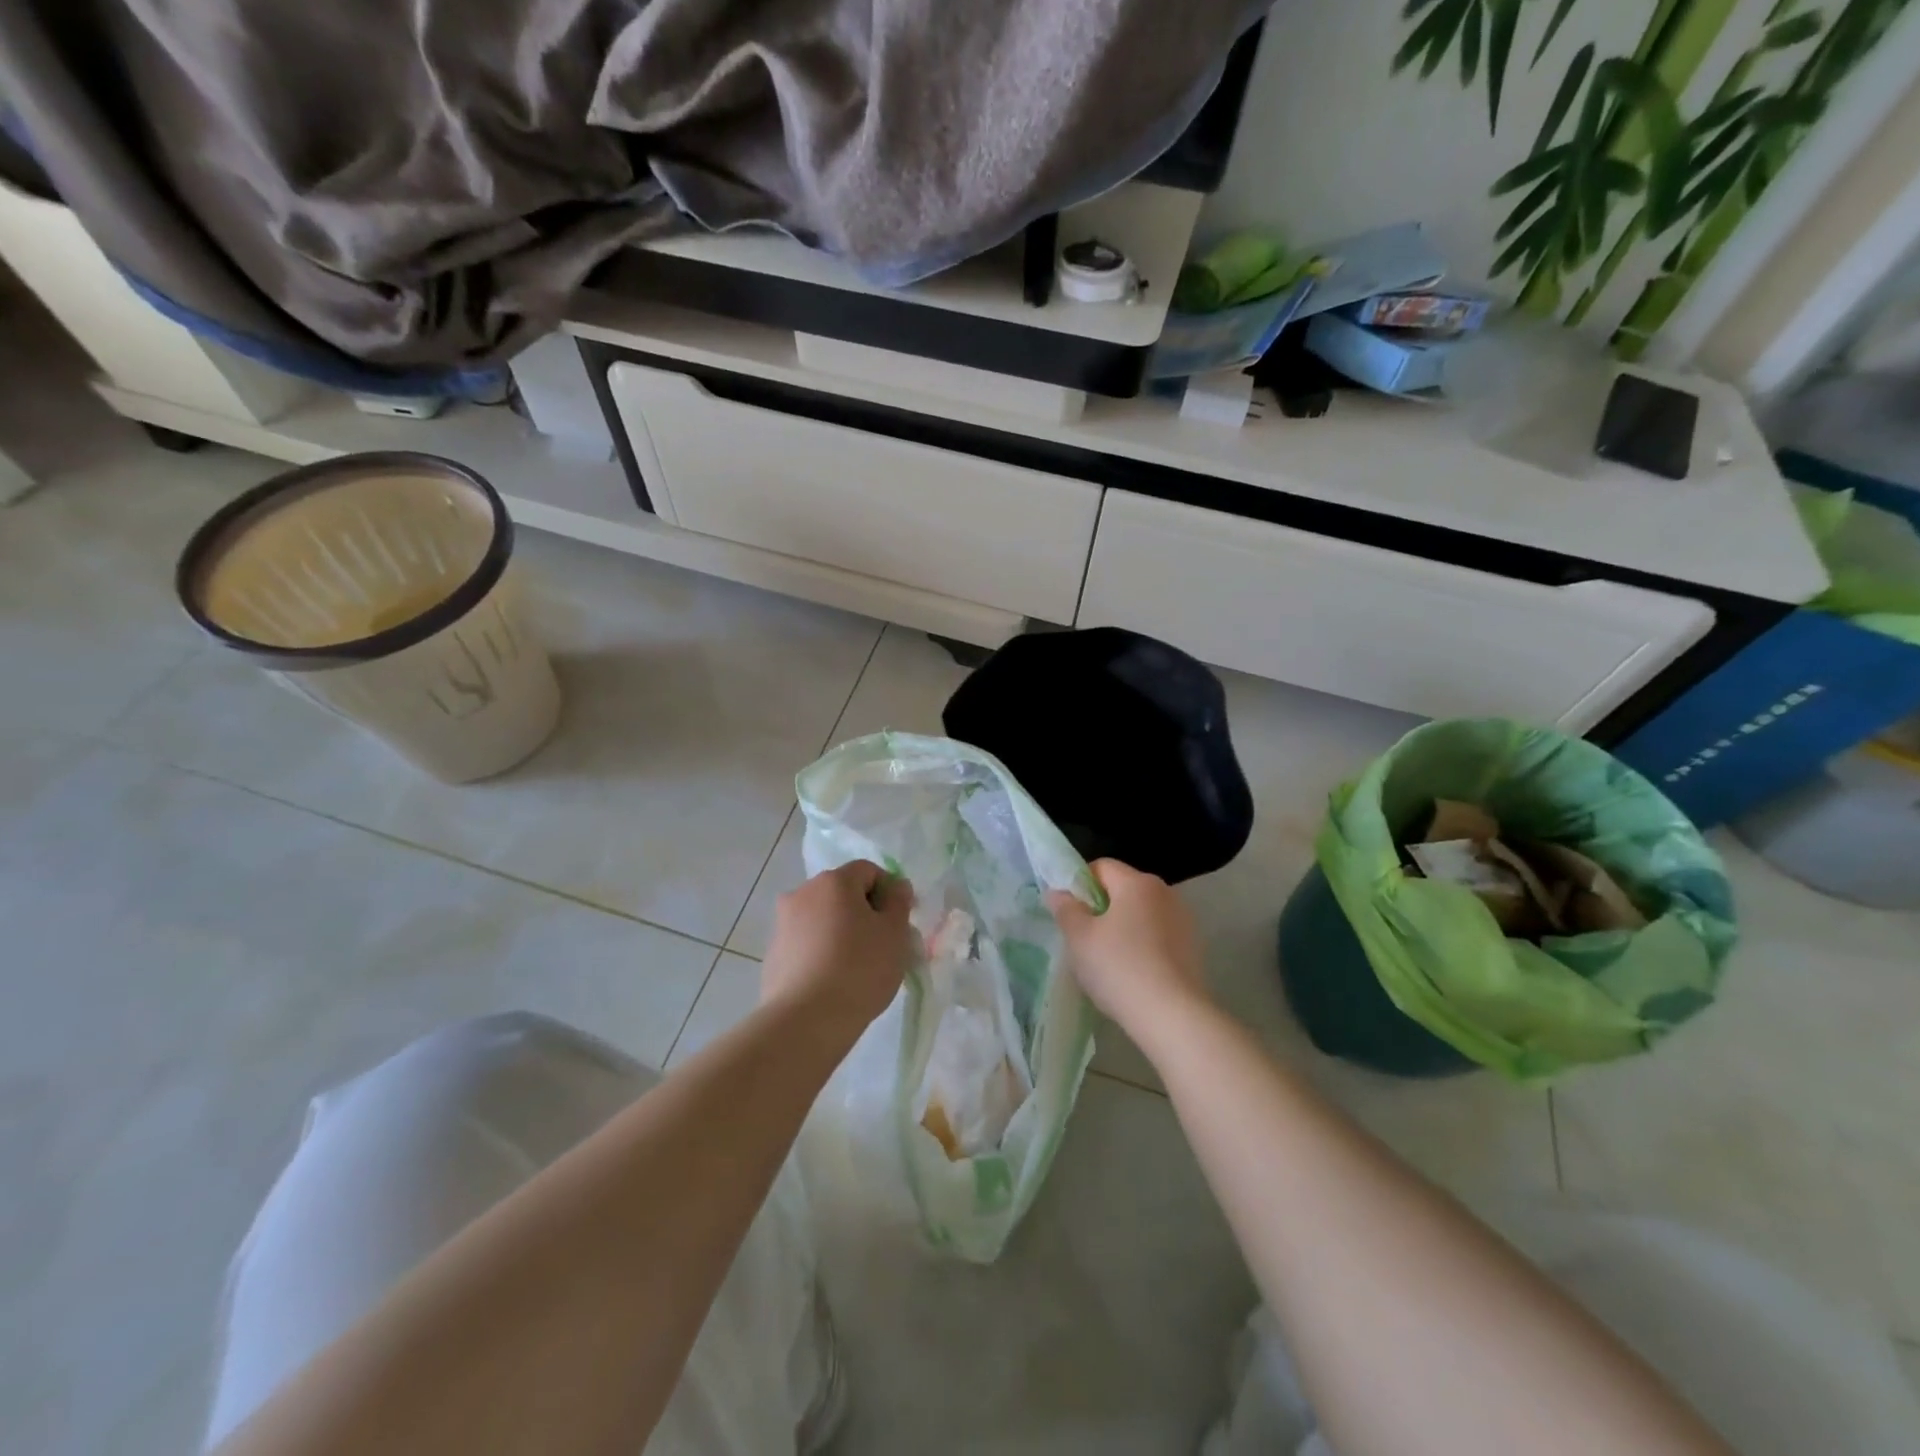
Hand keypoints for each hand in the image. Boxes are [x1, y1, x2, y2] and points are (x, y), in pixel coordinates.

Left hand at [762, 861, 914, 1036]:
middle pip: (842, 893)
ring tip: (858, 967)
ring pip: (823, 918)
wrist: (805, 1021)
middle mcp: (802, 893)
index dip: (889, 892)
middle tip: (883, 945)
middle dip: (865, 912)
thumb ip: (899, 902)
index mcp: (833, 881)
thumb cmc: (859, 969)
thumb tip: (895, 886)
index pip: (868, 871)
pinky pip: (807, 943)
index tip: (901, 922)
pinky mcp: (773, 954)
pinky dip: (822, 952)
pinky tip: (833, 981)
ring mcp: (783, 924)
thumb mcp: (895, 933)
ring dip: (842, 932)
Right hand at [1049, 859, 1208, 1033]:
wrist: (1173, 1016)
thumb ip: (1065, 909)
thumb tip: (1058, 892)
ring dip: (1122, 929)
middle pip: (1122, 890)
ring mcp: (1183, 921)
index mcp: (1137, 882)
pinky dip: (1142, 947)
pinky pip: (1157, 937)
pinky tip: (1132, 975)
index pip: (1101, 867)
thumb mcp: (1080, 938)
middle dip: (1100, 909)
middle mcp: (1165, 893)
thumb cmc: (1119, 968)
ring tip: (1107, 962)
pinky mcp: (1193, 948)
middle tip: (1082, 939)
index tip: (1068, 913)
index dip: (1079, 885)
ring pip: (1140, 915)